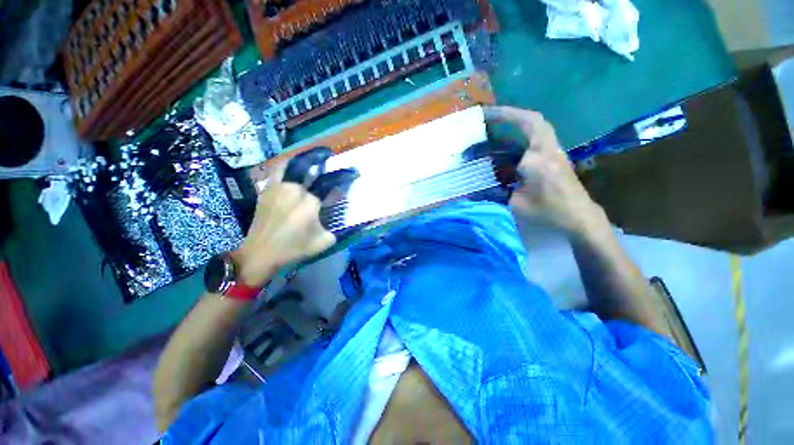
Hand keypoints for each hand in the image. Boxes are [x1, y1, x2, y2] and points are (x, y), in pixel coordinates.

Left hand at [230, 164, 334, 287]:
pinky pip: (279, 171)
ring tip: (313, 157)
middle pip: (311, 169)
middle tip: (329, 155)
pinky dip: (288, 165)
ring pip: (293, 165)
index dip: (344, 175)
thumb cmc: (294, 248)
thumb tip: (343, 219)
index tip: (353, 171)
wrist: (260, 253)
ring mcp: (279, 187)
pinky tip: (293, 166)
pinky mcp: (268, 189)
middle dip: (322, 159)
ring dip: (305, 159)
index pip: (331, 183)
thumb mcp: (323, 242)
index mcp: (311, 202)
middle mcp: (295, 190)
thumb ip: (337, 228)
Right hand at [484, 106, 604, 236]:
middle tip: (491, 115)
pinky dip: (524, 132)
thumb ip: (498, 192)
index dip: (504, 118)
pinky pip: (539, 136)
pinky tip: (510, 141)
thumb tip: (480, 185)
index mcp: (538, 160)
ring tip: (498, 124)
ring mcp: (554, 151)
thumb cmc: (548, 212)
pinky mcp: (555, 157)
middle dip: (511, 114)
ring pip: (538, 126)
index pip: (522, 132)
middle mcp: (548, 149)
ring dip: (518, 121)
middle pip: (534, 120)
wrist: (579, 216)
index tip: (485, 114)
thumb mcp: (517, 205)